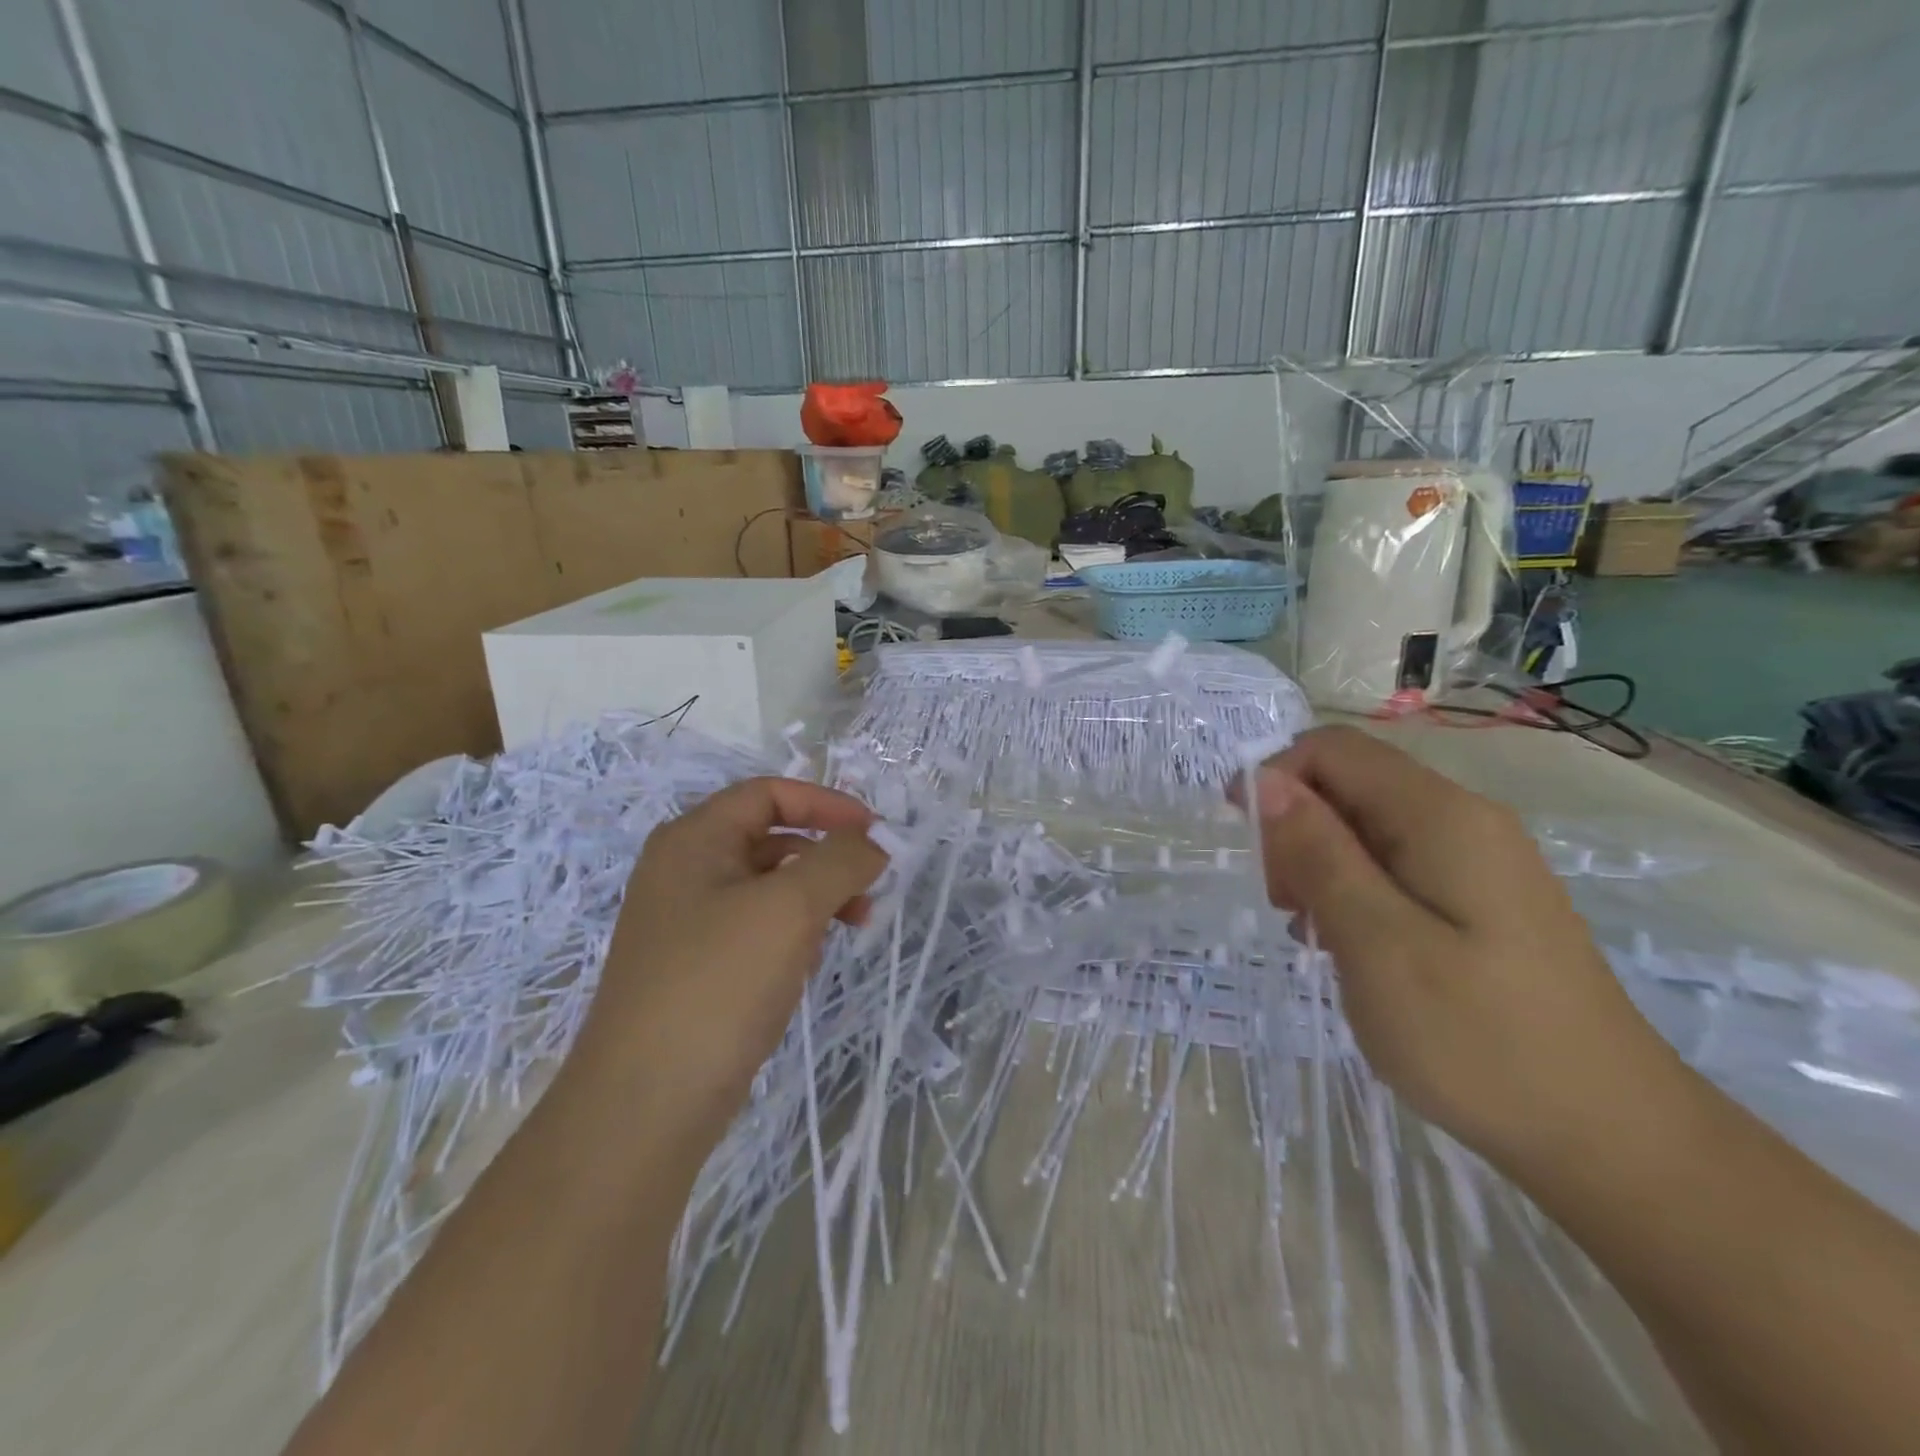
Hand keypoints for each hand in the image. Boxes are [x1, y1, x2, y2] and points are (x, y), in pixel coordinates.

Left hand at [570, 777, 888, 1133]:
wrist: (644, 1105)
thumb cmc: (718, 984)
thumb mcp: (789, 908)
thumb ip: (840, 860)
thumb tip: (873, 842)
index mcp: (694, 840)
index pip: (769, 794)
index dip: (827, 804)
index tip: (876, 834)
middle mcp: (685, 871)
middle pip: (771, 837)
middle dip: (828, 854)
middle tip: (871, 886)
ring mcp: (687, 923)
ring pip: (769, 886)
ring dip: (817, 894)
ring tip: (855, 924)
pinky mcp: (697, 968)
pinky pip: (757, 928)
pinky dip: (794, 930)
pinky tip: (812, 960)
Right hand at [1246, 726, 1678, 1162]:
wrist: (1613, 1141)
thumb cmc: (1479, 1040)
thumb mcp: (1376, 942)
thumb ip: (1318, 853)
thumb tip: (1265, 781)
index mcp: (1440, 817)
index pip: (1333, 750)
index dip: (1274, 778)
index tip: (1244, 842)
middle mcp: (1463, 821)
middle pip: (1350, 785)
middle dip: (1296, 829)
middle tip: (1285, 905)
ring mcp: (1479, 862)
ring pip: (1367, 828)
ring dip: (1320, 864)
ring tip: (1312, 933)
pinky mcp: (1482, 902)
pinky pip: (1395, 867)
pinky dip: (1354, 891)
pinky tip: (1350, 948)